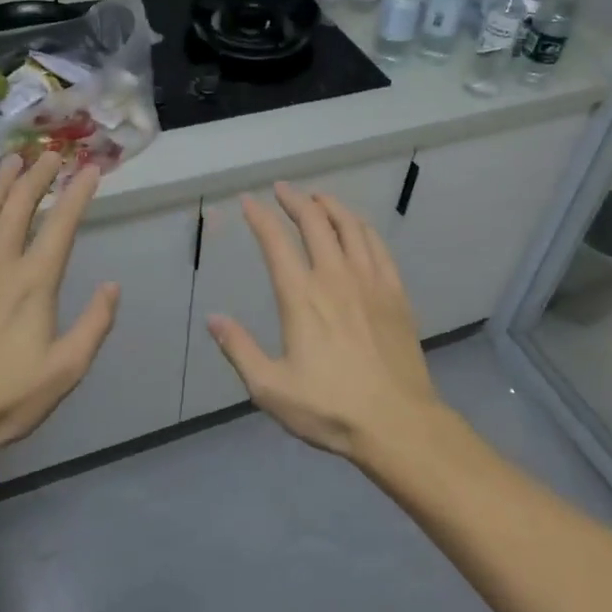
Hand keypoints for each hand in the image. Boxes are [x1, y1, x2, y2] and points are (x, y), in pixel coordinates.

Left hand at [0, 152, 119, 469]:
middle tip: (51, 155)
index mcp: (34, 282)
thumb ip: (94, 325)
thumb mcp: (66, 371)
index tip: (90, 170)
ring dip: (0, 181)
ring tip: (13, 161)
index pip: (61, 223)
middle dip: (40, 175)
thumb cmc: (4, 399)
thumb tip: (112, 286)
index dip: (78, 193)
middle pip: (20, 204)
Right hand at [206, 183, 443, 460]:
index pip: (276, 243)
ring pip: (351, 227)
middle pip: (315, 223)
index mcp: (301, 297)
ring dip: (331, 206)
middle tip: (283, 189)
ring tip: (317, 199)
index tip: (248, 201)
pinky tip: (357, 227)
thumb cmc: (330, 408)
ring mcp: (370, 282)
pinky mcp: (396, 293)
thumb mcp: (270, 388)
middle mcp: (336, 278)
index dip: (260, 218)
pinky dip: (363, 227)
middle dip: (296, 200)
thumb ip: (239, 350)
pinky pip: (379, 246)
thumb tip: (213, 318)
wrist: (398, 422)